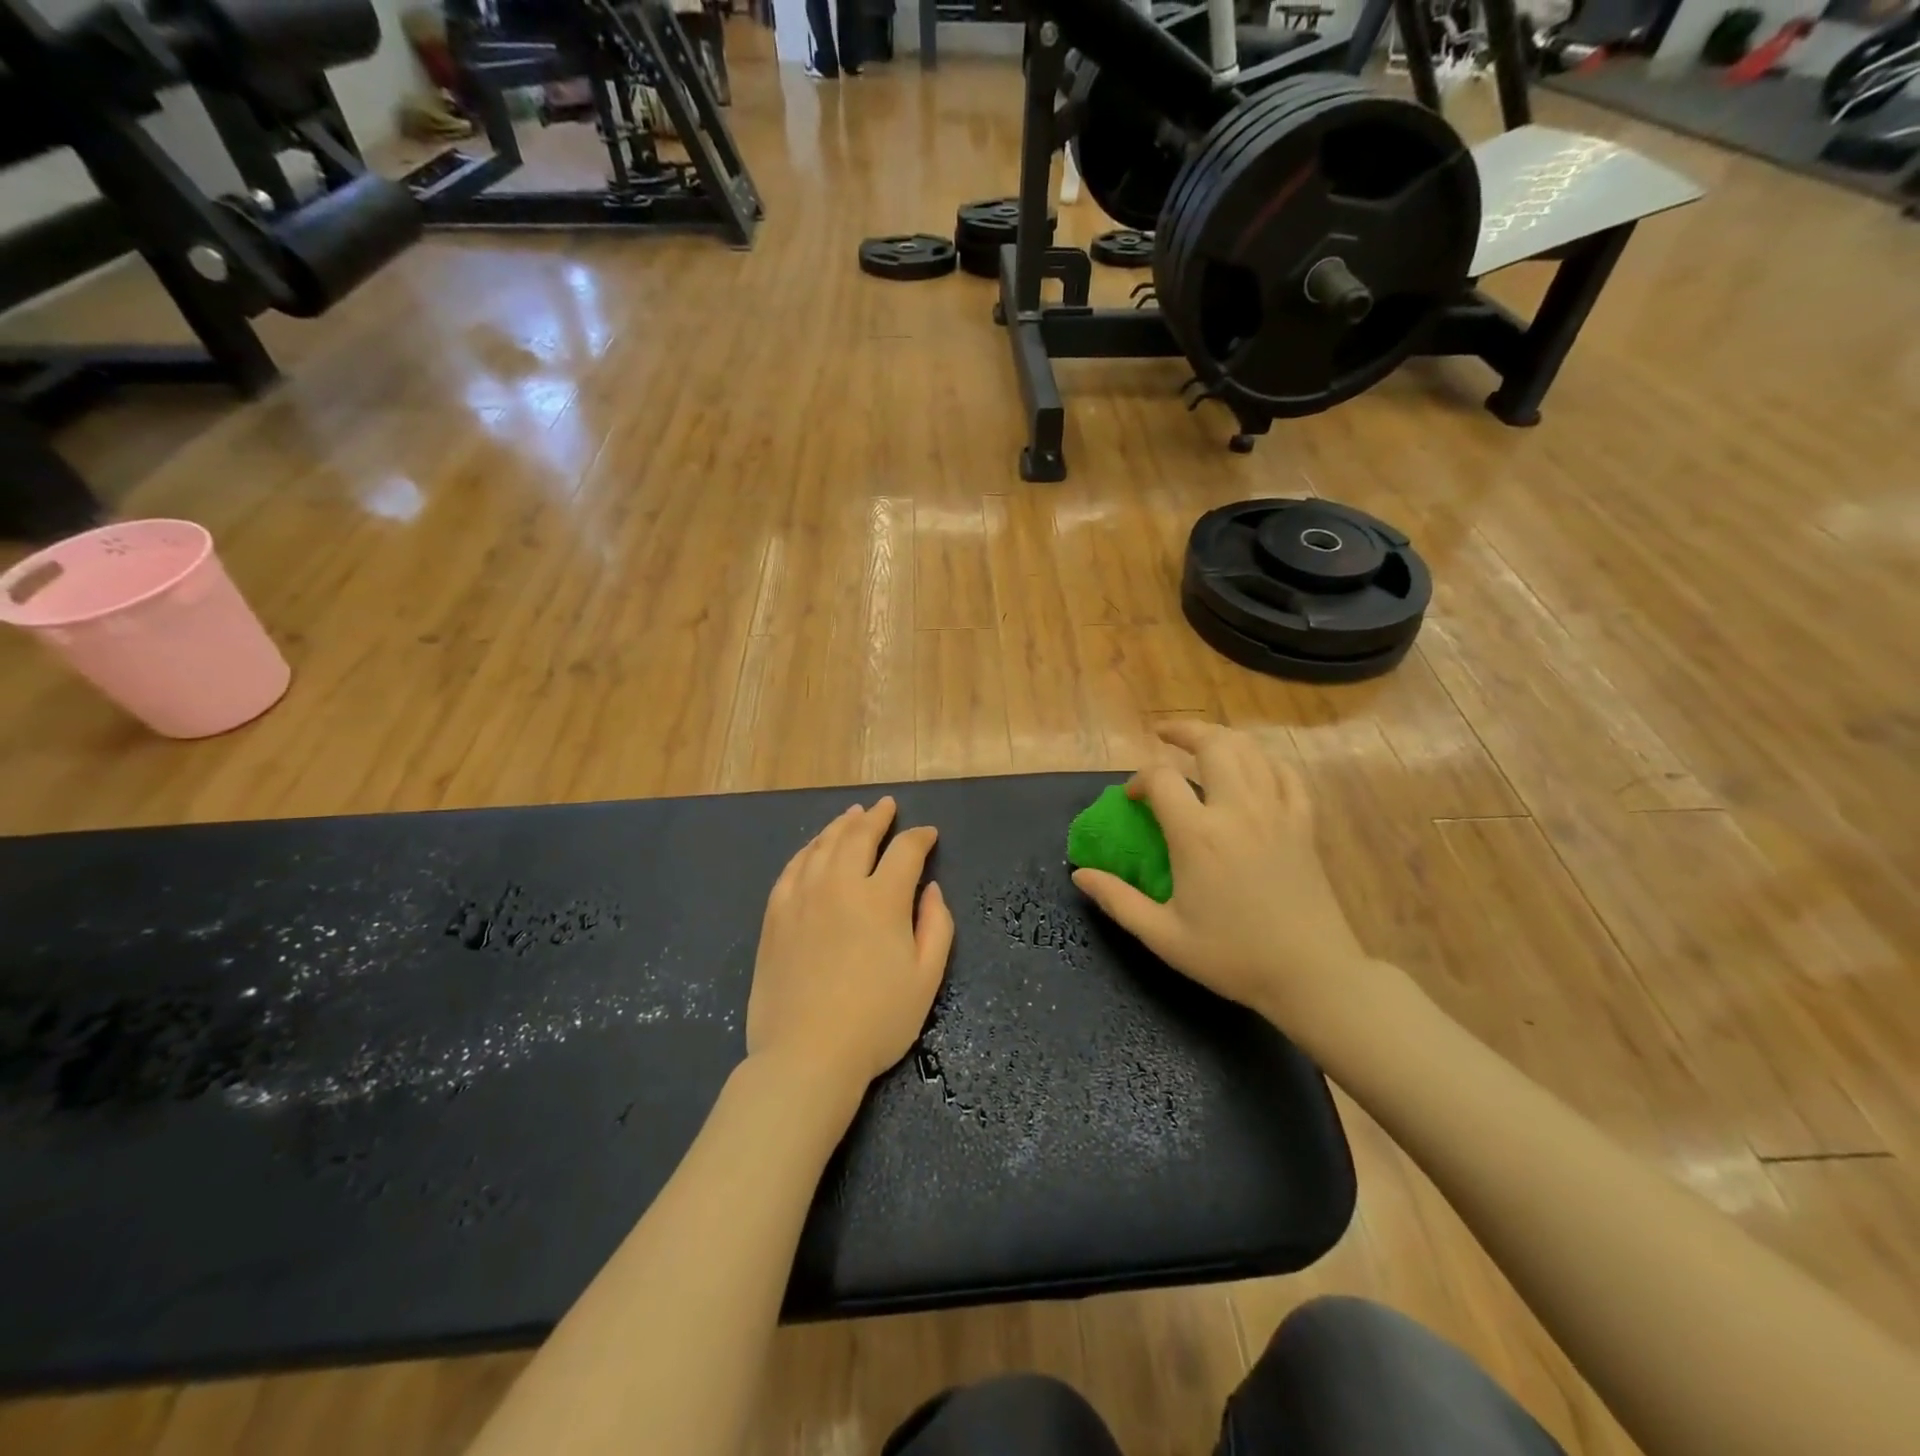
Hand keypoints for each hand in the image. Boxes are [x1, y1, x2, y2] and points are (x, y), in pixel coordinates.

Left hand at [747, 797, 954, 1098]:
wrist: (806, 1055)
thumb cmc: (877, 1021)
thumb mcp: (926, 979)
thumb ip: (936, 926)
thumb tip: (932, 890)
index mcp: (882, 899)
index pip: (905, 851)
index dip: (920, 837)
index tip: (928, 834)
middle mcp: (841, 885)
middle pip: (859, 835)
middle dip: (877, 817)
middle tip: (887, 806)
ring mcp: (802, 897)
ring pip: (823, 845)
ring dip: (842, 825)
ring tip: (853, 814)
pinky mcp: (775, 914)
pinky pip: (793, 867)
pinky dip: (809, 849)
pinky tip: (815, 847)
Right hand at [1071, 721, 1367, 1034]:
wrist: (1312, 975)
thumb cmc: (1233, 956)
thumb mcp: (1163, 936)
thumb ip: (1118, 901)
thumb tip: (1080, 874)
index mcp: (1198, 835)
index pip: (1162, 779)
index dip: (1140, 780)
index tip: (1132, 799)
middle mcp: (1238, 811)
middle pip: (1213, 744)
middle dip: (1185, 731)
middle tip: (1165, 735)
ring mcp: (1277, 813)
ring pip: (1251, 751)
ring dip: (1223, 738)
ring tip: (1202, 742)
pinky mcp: (1303, 825)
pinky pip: (1287, 775)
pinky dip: (1266, 762)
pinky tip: (1254, 768)